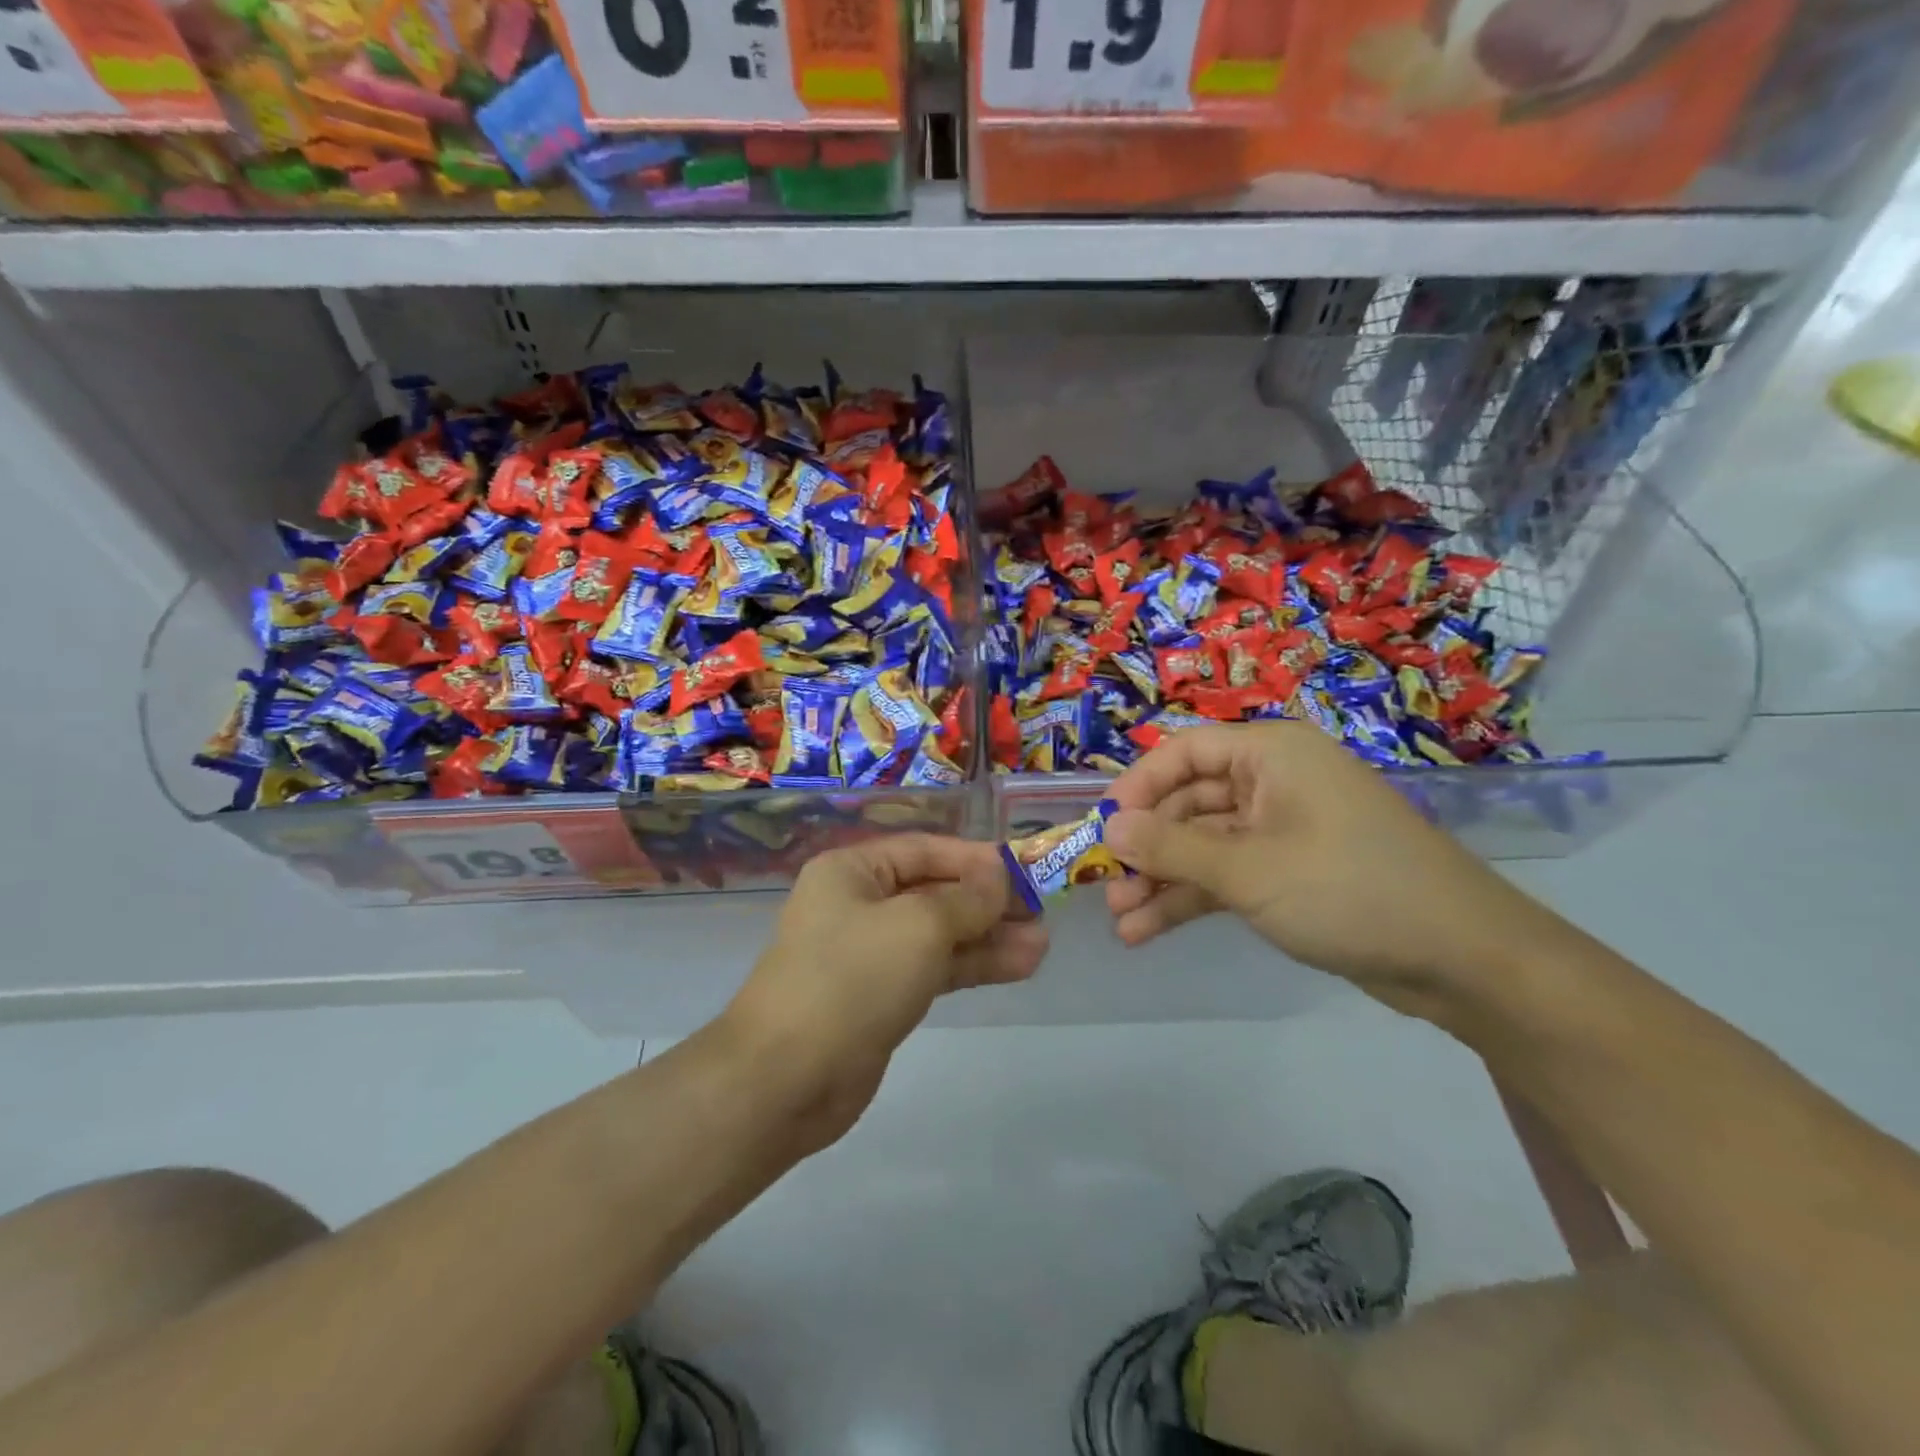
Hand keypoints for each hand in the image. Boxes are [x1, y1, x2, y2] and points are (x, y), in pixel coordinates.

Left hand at [721, 834, 1047, 1150]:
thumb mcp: (917, 926)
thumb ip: (966, 900)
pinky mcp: (882, 996)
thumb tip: (1000, 877)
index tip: (1025, 869)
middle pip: (935, 892)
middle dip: (988, 902)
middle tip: (1042, 910)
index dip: (976, 859)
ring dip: (989, 937)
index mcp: (852, 871)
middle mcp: (859, 904)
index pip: (925, 850)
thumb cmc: (852, 979)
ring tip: (1042, 943)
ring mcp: (870, 954)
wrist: (786, 1078)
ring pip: (940, 935)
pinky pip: (934, 969)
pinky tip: (1019, 966)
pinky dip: (973, 966)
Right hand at [1103, 722, 1557, 1020]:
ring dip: (1161, 880)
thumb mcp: (1249, 869)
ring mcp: (1282, 830)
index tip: (1101, 828)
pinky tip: (1149, 931)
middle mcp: (1274, 782)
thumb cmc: (1349, 889)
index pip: (1184, 752)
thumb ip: (1171, 848)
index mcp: (1271, 754)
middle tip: (1105, 887)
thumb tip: (1108, 828)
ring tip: (1120, 921)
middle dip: (1146, 847)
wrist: (1463, 960)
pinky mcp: (1291, 873)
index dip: (1137, 787)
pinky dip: (1191, 899)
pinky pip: (1227, 875)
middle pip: (1188, 802)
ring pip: (1203, 845)